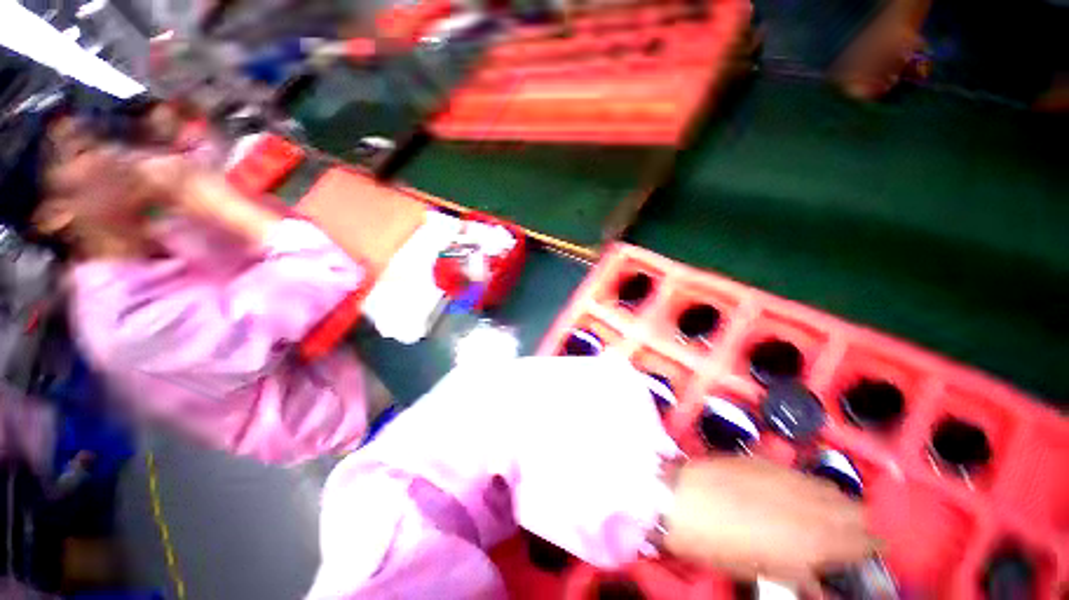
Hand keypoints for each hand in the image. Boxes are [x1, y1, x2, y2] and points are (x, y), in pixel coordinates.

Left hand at [663, 457, 876, 586]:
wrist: (678, 499)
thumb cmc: (718, 545)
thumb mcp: (763, 570)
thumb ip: (801, 572)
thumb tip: (822, 580)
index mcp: (812, 541)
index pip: (863, 541)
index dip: (871, 546)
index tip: (874, 549)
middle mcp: (807, 504)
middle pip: (853, 508)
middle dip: (858, 521)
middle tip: (853, 531)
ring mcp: (783, 476)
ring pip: (828, 486)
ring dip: (834, 500)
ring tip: (830, 511)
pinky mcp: (761, 459)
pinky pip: (796, 471)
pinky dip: (805, 483)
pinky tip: (798, 490)